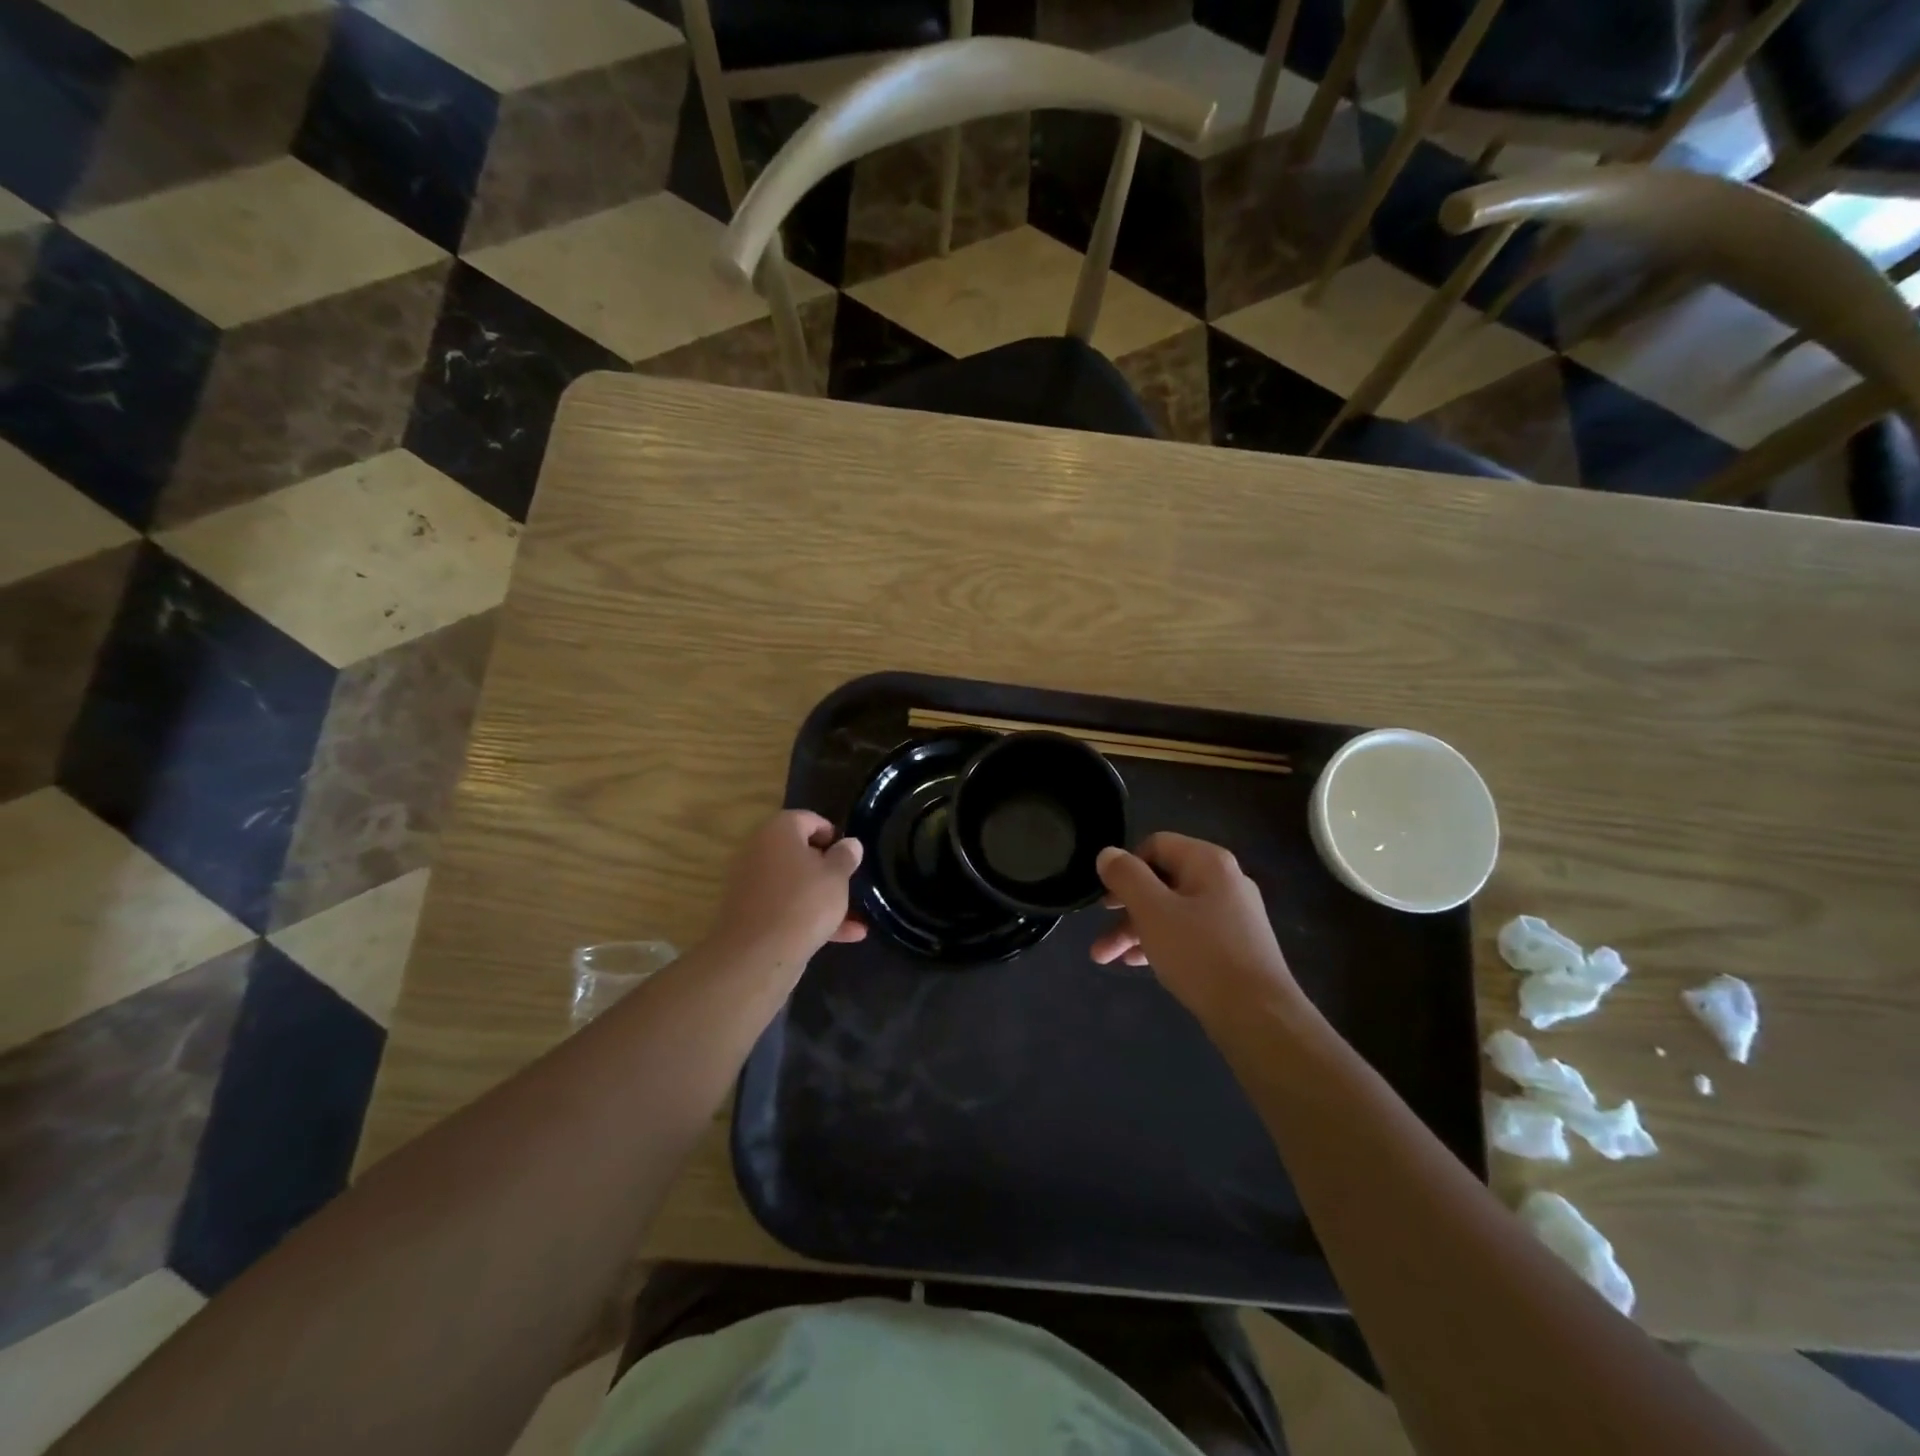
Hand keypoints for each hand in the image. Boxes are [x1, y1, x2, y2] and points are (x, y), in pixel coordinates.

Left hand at [713, 811, 865, 961]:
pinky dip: (809, 917)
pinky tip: (843, 936)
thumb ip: (845, 856)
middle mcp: (759, 851)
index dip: (832, 834)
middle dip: (826, 868)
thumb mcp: (836, 877)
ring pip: (794, 884)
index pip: (808, 819)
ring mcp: (751, 884)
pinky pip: (785, 907)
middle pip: (798, 852)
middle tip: (849, 882)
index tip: (849, 854)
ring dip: (822, 897)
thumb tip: (850, 843)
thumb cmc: (804, 902)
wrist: (757, 955)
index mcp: (778, 831)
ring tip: (854, 915)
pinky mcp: (750, 913)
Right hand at [1091, 833, 1301, 1024]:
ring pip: (1172, 912)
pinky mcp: (1235, 947)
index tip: (1106, 897)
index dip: (1126, 867)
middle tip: (1099, 931)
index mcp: (1208, 862)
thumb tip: (1107, 853)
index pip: (1156, 845)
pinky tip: (1138, 964)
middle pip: (1162, 881)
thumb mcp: (1152, 911)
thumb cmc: (1200, 954)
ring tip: (1105, 958)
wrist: (1259, 1017)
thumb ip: (1126, 877)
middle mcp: (1224, 881)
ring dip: (1136, 930)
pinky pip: (1188, 934)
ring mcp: (1232, 915)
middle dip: (1124, 908)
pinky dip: (1161, 943)